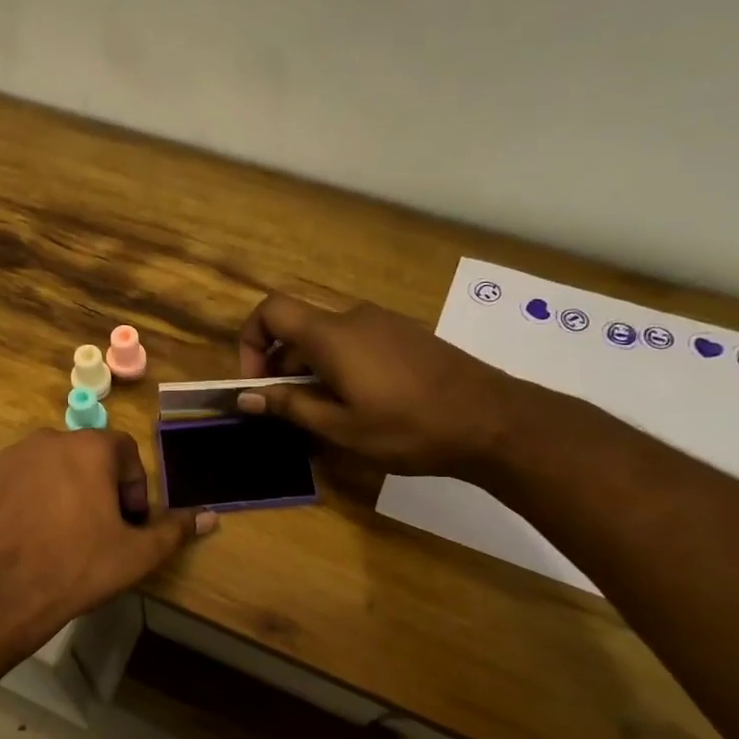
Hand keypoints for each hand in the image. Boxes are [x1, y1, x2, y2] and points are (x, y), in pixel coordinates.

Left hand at [0, 429, 214, 639]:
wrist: (4, 592)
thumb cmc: (79, 567)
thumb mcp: (137, 554)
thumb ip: (175, 529)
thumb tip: (211, 516)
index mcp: (90, 447)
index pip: (124, 451)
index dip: (132, 486)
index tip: (126, 521)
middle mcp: (50, 438)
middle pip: (86, 456)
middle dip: (98, 486)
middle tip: (97, 528)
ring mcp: (12, 455)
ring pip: (51, 465)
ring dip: (63, 488)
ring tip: (61, 531)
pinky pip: (18, 478)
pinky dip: (29, 496)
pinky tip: (29, 531)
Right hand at [236, 293, 528, 474]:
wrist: (493, 420)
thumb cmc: (408, 427)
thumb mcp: (341, 427)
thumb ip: (289, 406)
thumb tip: (246, 396)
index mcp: (332, 335)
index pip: (270, 311)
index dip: (250, 341)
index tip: (257, 383)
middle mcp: (354, 318)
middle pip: (298, 329)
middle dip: (281, 367)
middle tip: (288, 412)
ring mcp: (384, 324)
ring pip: (327, 339)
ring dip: (311, 371)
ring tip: (325, 416)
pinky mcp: (405, 336)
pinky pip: (355, 343)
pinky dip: (339, 367)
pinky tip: (359, 406)